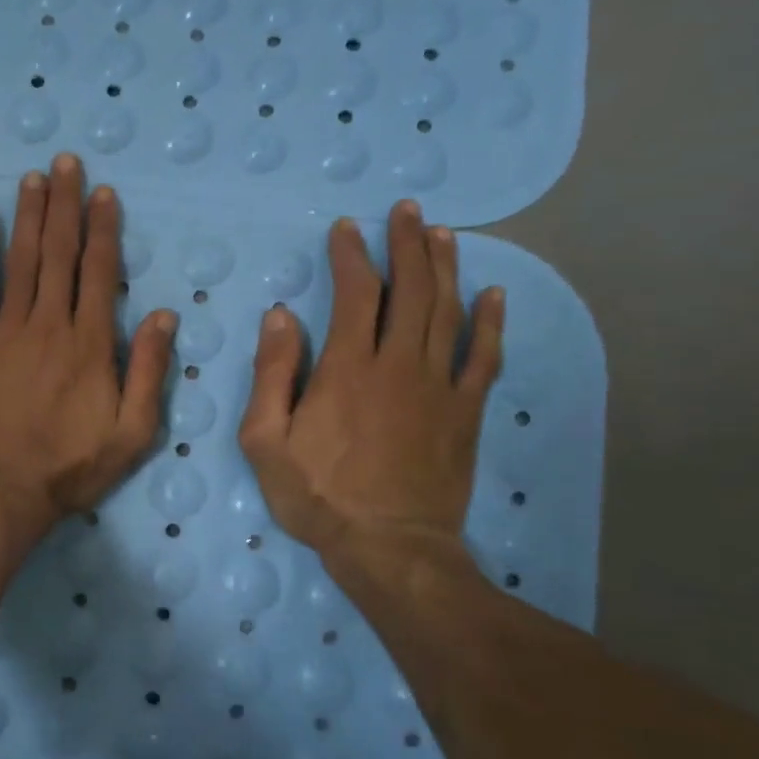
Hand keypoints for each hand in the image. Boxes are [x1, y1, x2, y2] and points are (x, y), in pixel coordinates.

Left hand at [0, 153, 176, 553]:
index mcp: (90, 344)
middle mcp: (49, 324)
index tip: (103, 192)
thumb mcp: (132, 434)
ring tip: (33, 176)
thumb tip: (163, 314)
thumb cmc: (68, 468)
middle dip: (64, 205)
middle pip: (58, 253)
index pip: (98, 271)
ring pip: (21, 260)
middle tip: (65, 162)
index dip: (102, 228)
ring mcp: (6, 330)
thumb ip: (148, 371)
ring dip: (28, 215)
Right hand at [238, 201, 504, 582]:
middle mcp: (399, 364)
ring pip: (449, 312)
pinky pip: (484, 357)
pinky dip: (490, 322)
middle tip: (406, 211)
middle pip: (411, 289)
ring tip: (442, 234)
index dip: (351, 255)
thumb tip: (281, 317)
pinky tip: (493, 295)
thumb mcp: (266, 441)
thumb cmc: (318, 495)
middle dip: (407, 244)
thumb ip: (272, 375)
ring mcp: (440, 386)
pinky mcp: (465, 412)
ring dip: (445, 268)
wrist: (389, 547)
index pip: (356, 294)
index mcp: (348, 368)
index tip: (346, 228)